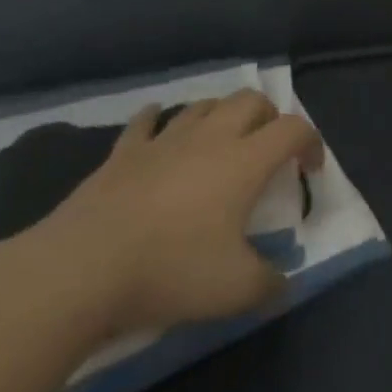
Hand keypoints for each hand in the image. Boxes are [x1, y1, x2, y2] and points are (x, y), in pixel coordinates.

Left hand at [26, 92, 323, 338]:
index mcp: (245, 161)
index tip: (309, 171)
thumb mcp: (233, 291)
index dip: (311, 143)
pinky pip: (146, 121)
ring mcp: (164, 141)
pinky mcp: (124, 153)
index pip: (293, 129)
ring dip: (222, 114)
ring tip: (223, 140)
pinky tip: (158, 126)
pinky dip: (159, 119)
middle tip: (269, 149)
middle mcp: (210, 138)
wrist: (81, 269)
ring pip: (204, 105)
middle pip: (252, 100)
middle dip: (269, 117)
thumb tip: (284, 284)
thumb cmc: (169, 270)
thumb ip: (269, 285)